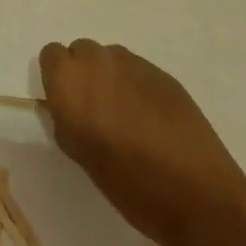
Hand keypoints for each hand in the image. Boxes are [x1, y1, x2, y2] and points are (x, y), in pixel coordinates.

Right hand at [39, 39, 245, 245]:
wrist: (195, 193)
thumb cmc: (128, 183)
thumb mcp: (80, 154)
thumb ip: (66, 119)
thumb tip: (67, 106)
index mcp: (70, 81)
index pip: (51, 55)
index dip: (58, 78)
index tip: (68, 104)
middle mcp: (98, 60)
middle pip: (81, 52)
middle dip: (85, 75)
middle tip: (98, 111)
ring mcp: (133, 62)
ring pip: (111, 58)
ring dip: (112, 78)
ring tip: (128, 116)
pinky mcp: (162, 72)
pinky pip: (138, 70)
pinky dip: (138, 87)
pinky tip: (153, 120)